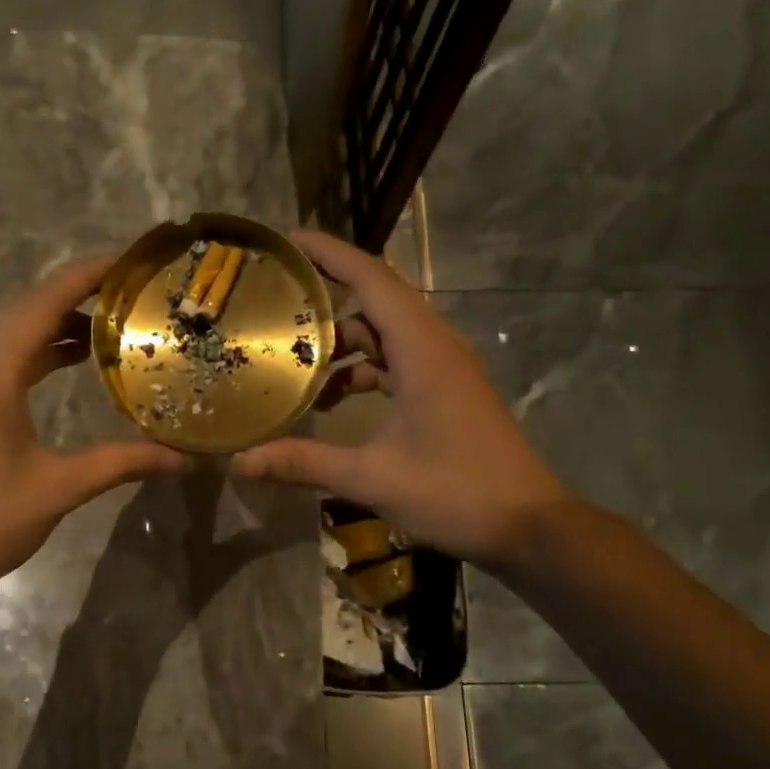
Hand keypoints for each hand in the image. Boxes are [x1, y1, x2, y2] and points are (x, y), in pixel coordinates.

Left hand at [0, 257, 185, 607]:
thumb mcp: (60, 487)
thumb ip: (122, 462)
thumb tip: (184, 458)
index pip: (44, 304)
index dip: (87, 276)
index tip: (130, 261)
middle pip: (26, 309)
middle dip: (78, 293)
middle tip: (132, 291)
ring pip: (11, 331)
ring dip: (56, 321)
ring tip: (111, 322)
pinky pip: (1, 355)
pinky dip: (37, 348)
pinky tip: (71, 358)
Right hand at [231, 231, 564, 569]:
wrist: (529, 526)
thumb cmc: (457, 492)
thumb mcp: (373, 477)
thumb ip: (304, 463)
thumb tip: (240, 462)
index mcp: (422, 349)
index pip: (371, 278)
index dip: (328, 253)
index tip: (284, 242)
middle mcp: (435, 345)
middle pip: (373, 300)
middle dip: (323, 299)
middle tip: (271, 305)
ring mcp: (443, 367)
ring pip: (383, 333)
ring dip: (340, 343)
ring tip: (290, 362)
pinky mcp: (445, 389)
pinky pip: (395, 360)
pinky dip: (361, 370)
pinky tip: (329, 402)